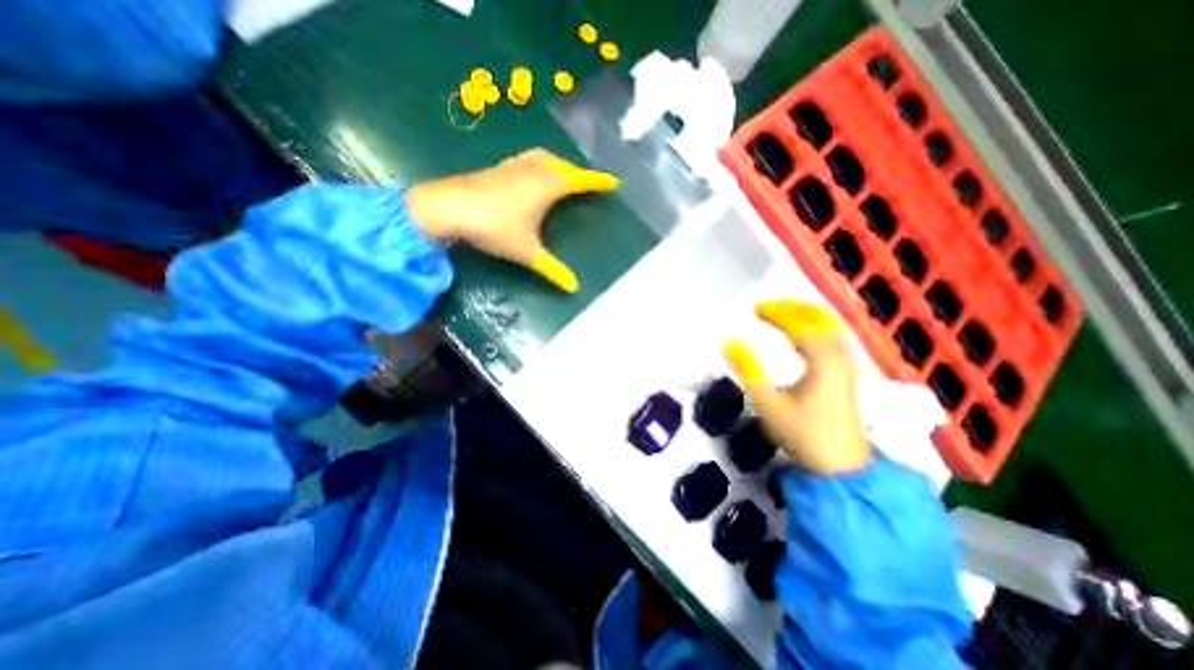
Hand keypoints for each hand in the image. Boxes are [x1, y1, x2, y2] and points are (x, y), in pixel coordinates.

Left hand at [409, 150, 619, 290]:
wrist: (449, 208)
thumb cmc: (495, 228)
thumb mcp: (527, 252)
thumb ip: (552, 269)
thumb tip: (574, 288)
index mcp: (546, 186)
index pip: (579, 180)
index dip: (597, 181)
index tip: (613, 181)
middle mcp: (532, 171)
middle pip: (562, 164)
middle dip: (577, 171)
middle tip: (586, 183)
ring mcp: (512, 167)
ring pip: (542, 159)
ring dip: (556, 164)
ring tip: (561, 176)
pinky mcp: (496, 169)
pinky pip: (525, 161)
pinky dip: (536, 166)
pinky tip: (528, 178)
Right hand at [723, 300, 875, 473]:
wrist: (841, 467)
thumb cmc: (803, 433)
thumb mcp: (768, 403)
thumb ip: (748, 370)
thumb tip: (729, 343)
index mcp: (821, 361)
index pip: (799, 325)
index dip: (777, 313)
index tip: (755, 308)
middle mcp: (838, 357)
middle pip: (821, 320)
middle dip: (795, 308)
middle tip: (770, 305)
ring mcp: (846, 366)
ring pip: (831, 328)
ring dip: (807, 316)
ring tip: (784, 313)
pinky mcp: (846, 376)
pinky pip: (833, 339)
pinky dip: (816, 329)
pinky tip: (803, 337)